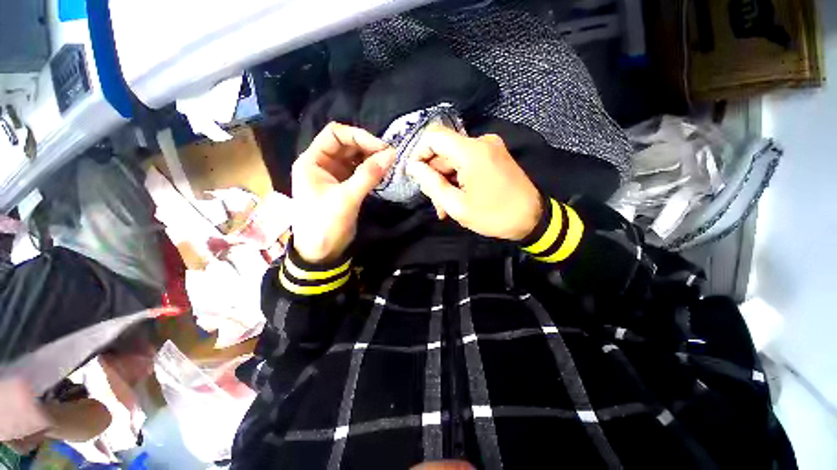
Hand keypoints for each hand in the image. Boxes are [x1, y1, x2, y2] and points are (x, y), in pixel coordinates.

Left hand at [292, 123, 395, 262]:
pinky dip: (370, 170)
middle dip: (367, 147)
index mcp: (312, 161)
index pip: (335, 134)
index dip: (359, 136)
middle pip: (346, 145)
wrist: (320, 253)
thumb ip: (368, 175)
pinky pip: (358, 172)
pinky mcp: (343, 187)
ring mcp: (333, 175)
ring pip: (354, 158)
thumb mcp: (347, 198)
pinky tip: (382, 172)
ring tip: (389, 163)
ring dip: (371, 158)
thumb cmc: (325, 224)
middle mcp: (321, 164)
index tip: (381, 147)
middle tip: (389, 155)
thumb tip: (391, 154)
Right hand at [406, 125, 541, 240]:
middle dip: (434, 175)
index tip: (416, 176)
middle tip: (435, 202)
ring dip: (446, 180)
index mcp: (471, 152)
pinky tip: (458, 197)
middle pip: (444, 151)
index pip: (433, 137)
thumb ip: (432, 184)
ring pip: (454, 158)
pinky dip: (458, 177)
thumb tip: (413, 167)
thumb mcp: (457, 206)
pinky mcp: (495, 154)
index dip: (419, 153)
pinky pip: (467, 161)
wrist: (532, 219)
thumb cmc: (493, 215)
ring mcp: (490, 147)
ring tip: (446, 207)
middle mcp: (481, 141)